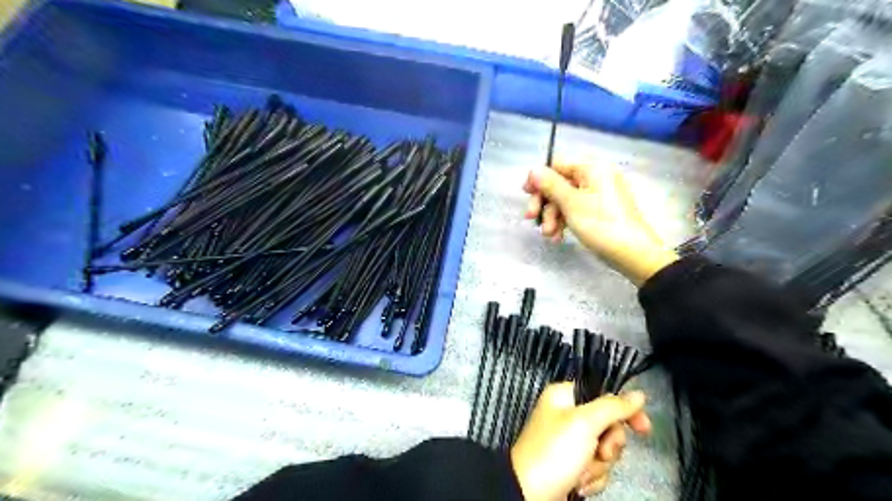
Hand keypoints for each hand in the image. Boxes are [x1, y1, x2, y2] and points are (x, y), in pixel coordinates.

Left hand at [513, 383, 652, 500]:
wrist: (529, 494)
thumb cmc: (554, 452)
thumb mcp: (585, 423)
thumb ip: (613, 407)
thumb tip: (638, 394)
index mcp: (564, 396)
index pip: (603, 394)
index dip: (624, 410)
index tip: (643, 428)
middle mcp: (567, 415)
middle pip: (608, 424)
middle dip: (608, 444)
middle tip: (600, 452)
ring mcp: (570, 442)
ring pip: (605, 449)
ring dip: (598, 465)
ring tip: (581, 472)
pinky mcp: (572, 465)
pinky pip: (597, 467)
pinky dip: (592, 477)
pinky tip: (578, 483)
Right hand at [525, 162, 677, 283]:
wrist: (633, 253)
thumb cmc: (601, 224)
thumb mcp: (571, 203)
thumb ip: (550, 184)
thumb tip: (533, 168)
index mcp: (592, 168)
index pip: (557, 164)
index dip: (539, 178)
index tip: (526, 194)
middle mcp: (596, 177)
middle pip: (559, 184)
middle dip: (545, 203)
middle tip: (532, 219)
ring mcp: (599, 194)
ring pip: (565, 200)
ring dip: (553, 217)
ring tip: (549, 235)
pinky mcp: (600, 210)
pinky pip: (576, 210)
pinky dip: (565, 221)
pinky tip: (558, 237)